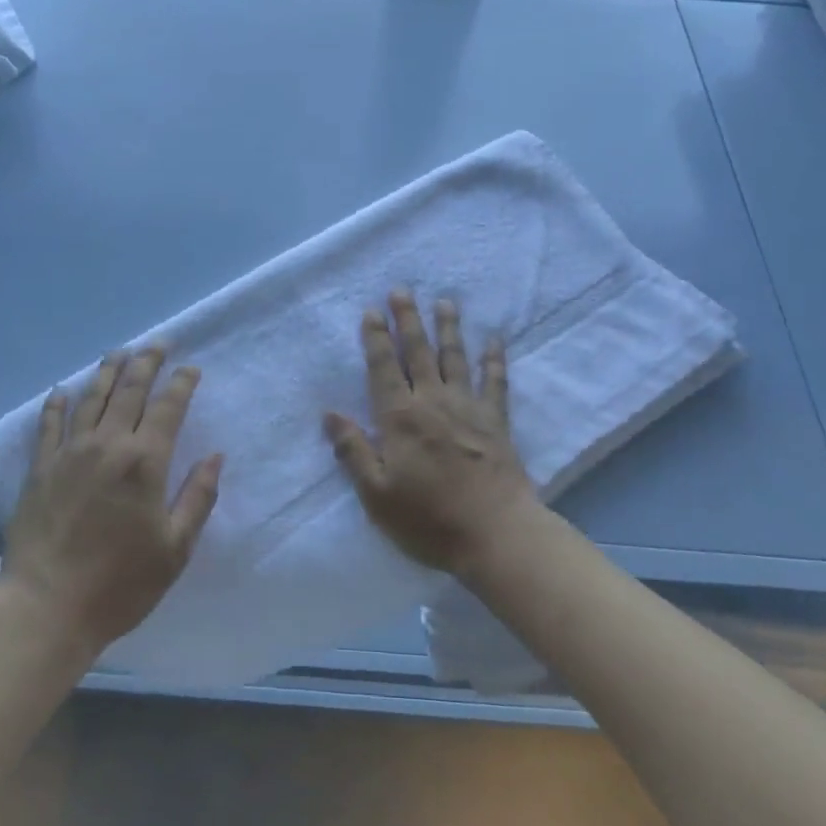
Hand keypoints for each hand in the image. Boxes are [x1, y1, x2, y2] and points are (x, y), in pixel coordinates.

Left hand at [0, 345, 221, 656]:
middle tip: (158, 343)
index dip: (182, 383)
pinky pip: (49, 425)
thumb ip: (198, 497)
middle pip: (130, 390)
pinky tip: (62, 390)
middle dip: (147, 363)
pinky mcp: (40, 468)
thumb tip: (215, 457)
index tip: (191, 368)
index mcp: (145, 461)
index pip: (168, 407)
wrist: (46, 607)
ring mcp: (69, 453)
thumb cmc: (119, 583)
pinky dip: (57, 404)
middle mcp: (108, 444)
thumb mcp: (175, 548)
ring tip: (119, 352)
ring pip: (91, 397)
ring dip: (107, 371)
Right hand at [324, 291, 539, 576]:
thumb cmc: (428, 519)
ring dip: (448, 328)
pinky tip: (495, 339)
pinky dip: (494, 359)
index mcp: (400, 418)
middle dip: (408, 320)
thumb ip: (353, 451)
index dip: (376, 338)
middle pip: (418, 352)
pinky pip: (495, 381)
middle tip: (401, 290)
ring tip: (444, 301)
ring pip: (455, 357)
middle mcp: (432, 401)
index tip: (371, 311)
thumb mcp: (377, 494)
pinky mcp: (496, 420)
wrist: (496, 534)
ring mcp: (468, 407)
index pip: (384, 368)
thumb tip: (329, 413)